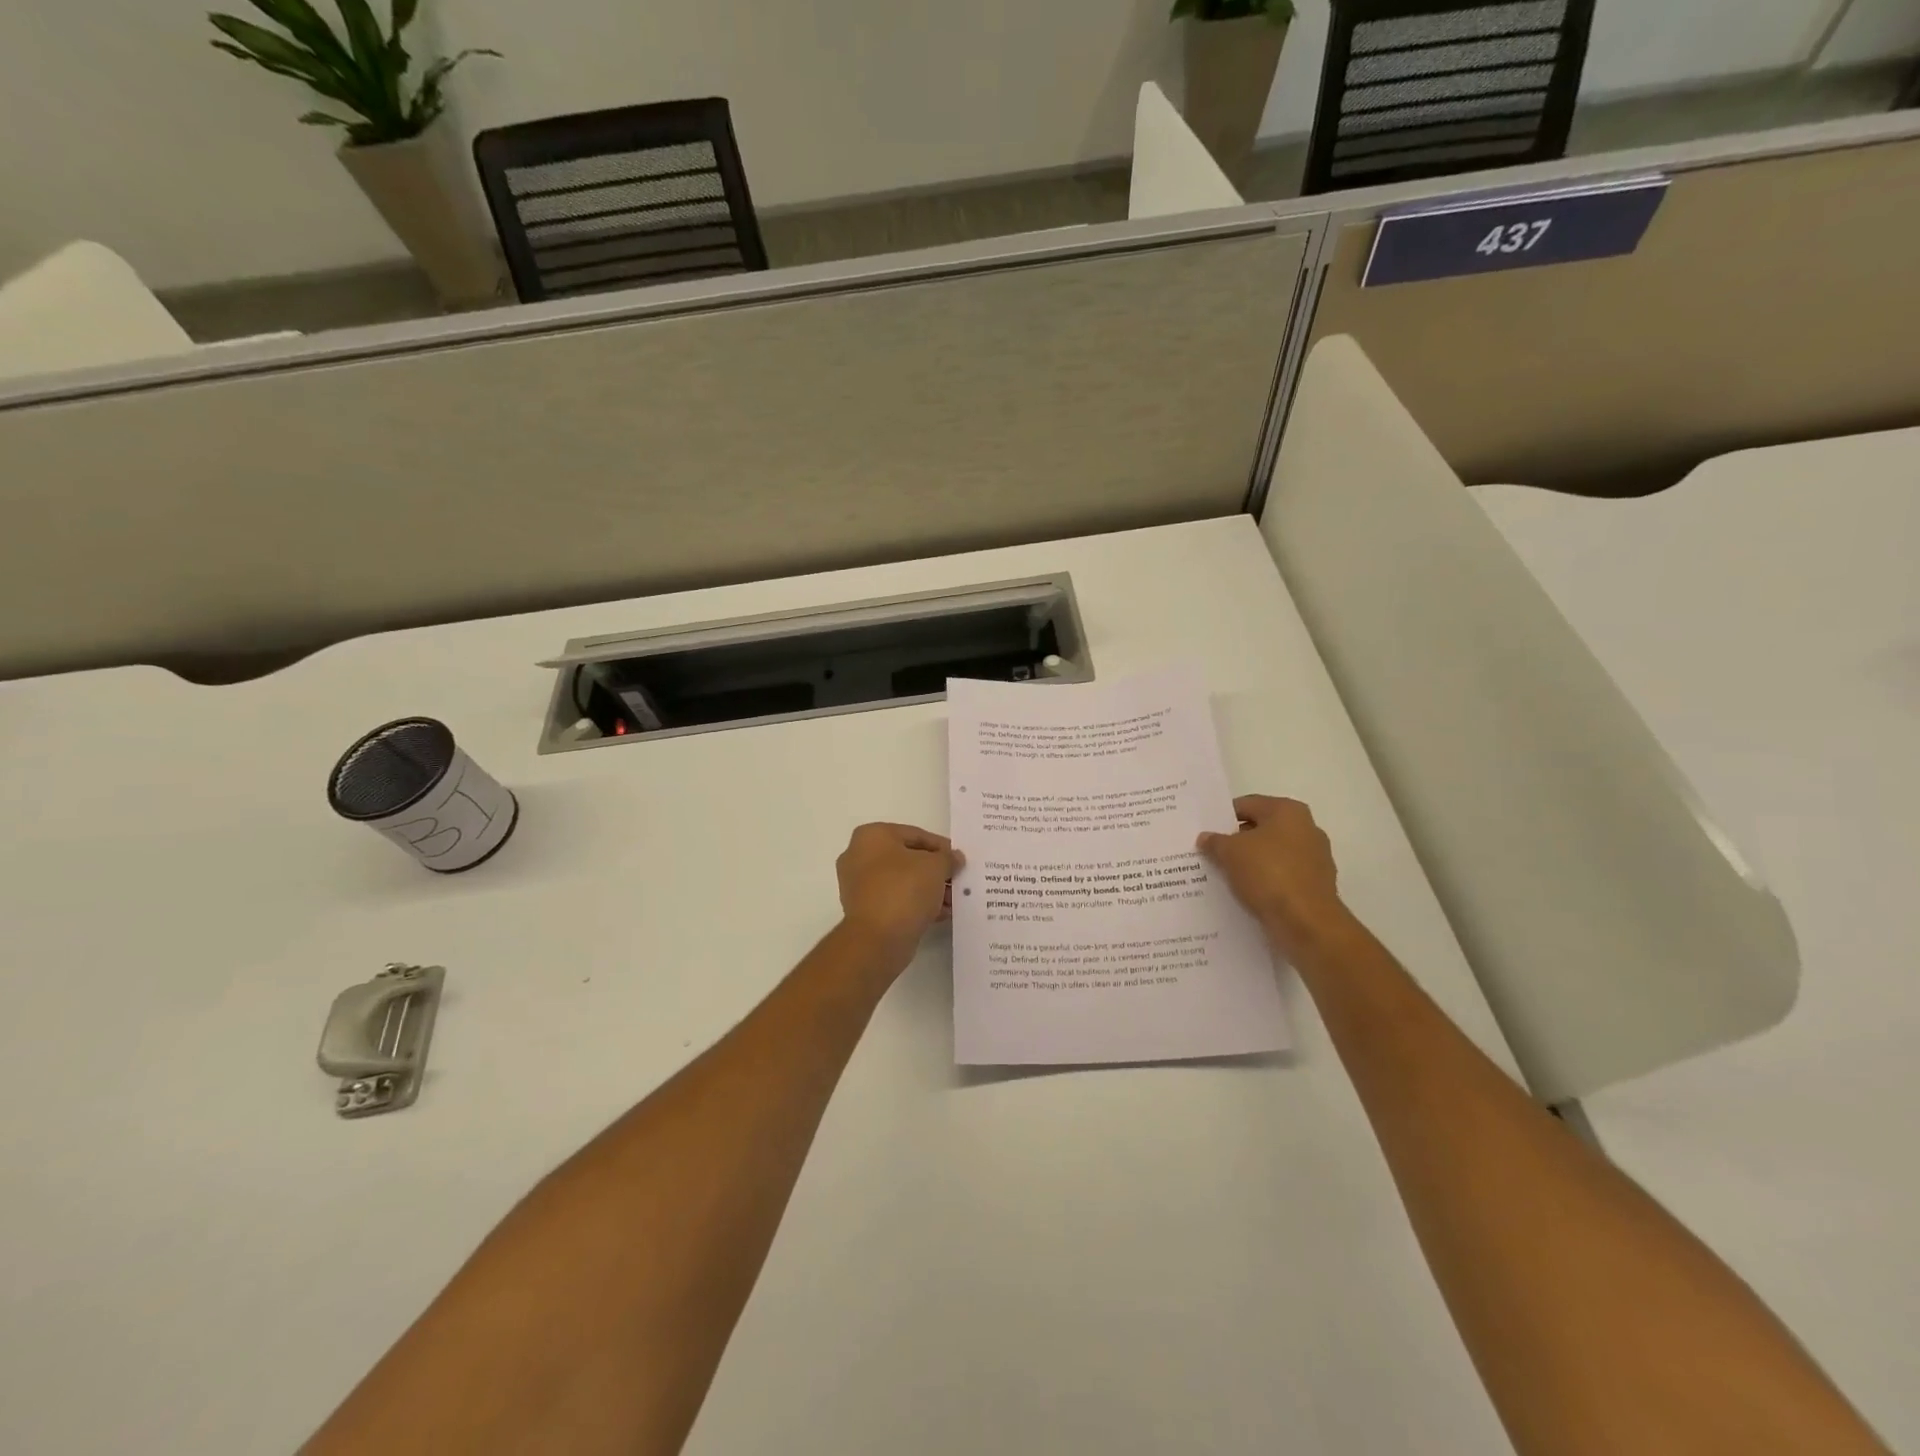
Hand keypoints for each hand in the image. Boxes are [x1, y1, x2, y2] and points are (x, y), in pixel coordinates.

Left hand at [836, 823, 961, 964]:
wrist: (877, 939)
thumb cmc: (904, 889)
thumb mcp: (935, 866)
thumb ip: (948, 858)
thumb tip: (954, 858)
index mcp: (871, 836)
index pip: (915, 834)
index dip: (941, 846)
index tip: (959, 859)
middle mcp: (859, 856)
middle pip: (908, 858)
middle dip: (935, 870)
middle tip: (957, 880)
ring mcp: (858, 885)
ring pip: (902, 881)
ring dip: (928, 889)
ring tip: (953, 900)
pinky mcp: (864, 910)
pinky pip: (895, 900)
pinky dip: (916, 904)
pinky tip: (940, 913)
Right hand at [1198, 796, 1351, 952]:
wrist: (1306, 922)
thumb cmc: (1268, 873)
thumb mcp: (1229, 852)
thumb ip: (1215, 841)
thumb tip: (1206, 838)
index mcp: (1288, 811)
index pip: (1247, 805)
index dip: (1222, 817)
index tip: (1205, 832)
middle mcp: (1306, 829)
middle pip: (1261, 829)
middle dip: (1236, 841)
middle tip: (1210, 853)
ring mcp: (1314, 859)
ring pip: (1271, 855)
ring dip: (1250, 863)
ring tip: (1223, 875)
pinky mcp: (1315, 886)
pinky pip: (1281, 877)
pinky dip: (1264, 882)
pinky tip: (1245, 892)